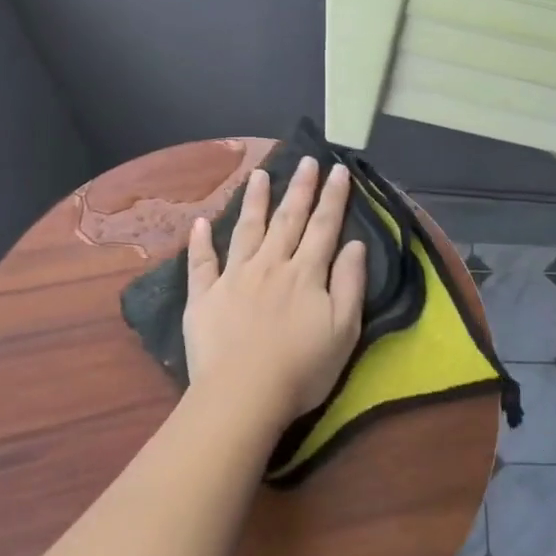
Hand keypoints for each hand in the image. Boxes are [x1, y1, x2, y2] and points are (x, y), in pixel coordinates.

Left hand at [183, 157, 369, 427]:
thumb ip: (349, 283)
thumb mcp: (343, 330)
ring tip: (259, 174)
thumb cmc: (301, 368)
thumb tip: (355, 243)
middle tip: (306, 159)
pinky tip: (200, 222)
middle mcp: (270, 264)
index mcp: (306, 273)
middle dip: (299, 187)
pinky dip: (200, 241)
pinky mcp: (204, 296)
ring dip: (254, 200)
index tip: (337, 170)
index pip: (323, 226)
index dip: (332, 197)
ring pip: (246, 229)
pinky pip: (201, 263)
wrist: (242, 395)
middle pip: (287, 219)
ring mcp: (234, 277)